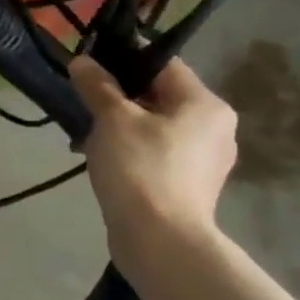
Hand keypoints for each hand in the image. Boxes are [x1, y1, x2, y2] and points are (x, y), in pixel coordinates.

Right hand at [69, 56, 237, 271]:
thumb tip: (83, 61)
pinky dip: (132, 149)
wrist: (160, 240)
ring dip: (122, 125)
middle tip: (83, 102)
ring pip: (156, 125)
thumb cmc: (140, 168)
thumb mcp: (112, 119)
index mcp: (205, 104)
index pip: (163, 64)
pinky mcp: (191, 184)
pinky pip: (158, 152)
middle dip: (119, 97)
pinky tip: (104, 160)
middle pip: (160, 95)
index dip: (124, 59)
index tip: (89, 65)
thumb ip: (98, 86)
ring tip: (88, 135)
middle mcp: (216, 127)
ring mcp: (206, 159)